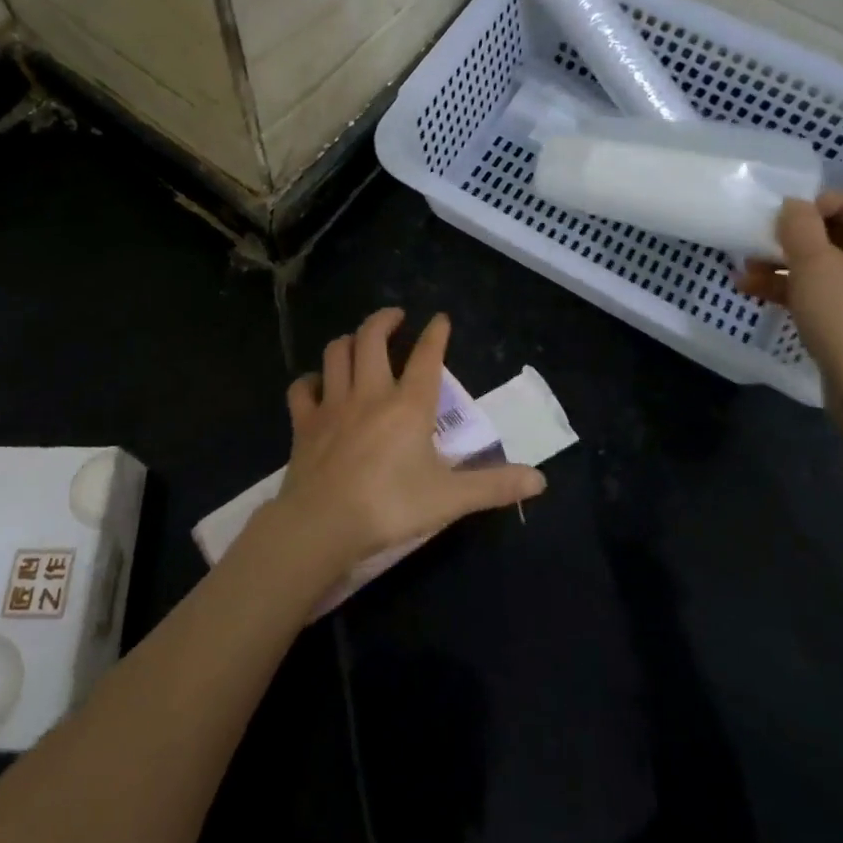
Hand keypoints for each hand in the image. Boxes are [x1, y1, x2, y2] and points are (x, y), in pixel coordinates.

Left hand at [271, 308, 545, 573]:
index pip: (427, 357)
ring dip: (348, 341)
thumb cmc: (390, 507)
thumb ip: (494, 486)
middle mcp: (370, 393)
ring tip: (359, 342)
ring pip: (336, 353)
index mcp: (408, 405)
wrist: (322, 524)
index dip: (436, 334)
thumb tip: (540, 480)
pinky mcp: (304, 423)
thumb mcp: (450, 499)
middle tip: (395, 317)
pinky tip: (318, 384)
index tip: (440, 318)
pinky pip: (302, 388)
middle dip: (384, 320)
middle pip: (371, 339)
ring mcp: (333, 405)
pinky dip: (310, 380)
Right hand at [739, 193, 842, 478]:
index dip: (807, 206)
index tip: (772, 223)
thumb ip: (798, 225)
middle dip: (788, 239)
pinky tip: (754, 294)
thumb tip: (792, 205)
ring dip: (783, 266)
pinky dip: (793, 291)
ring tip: (743, 274)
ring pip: (825, 266)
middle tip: (751, 246)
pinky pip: (825, 294)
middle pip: (834, 233)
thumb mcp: (814, 263)